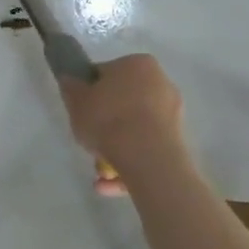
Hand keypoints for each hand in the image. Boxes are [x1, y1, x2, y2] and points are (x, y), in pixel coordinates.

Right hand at [57, 54, 187, 183]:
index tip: (82, 110)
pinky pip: (147, 149)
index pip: (107, 73)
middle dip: (106, 122)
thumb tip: (70, 81)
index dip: (90, 92)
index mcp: (138, 64)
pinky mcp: (178, 143)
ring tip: (98, 172)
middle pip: (124, 101)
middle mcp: (161, 83)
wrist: (148, 159)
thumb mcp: (76, 101)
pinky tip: (108, 184)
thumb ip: (71, 88)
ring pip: (136, 129)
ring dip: (116, 147)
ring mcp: (173, 114)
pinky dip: (130, 163)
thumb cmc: (109, 120)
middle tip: (90, 138)